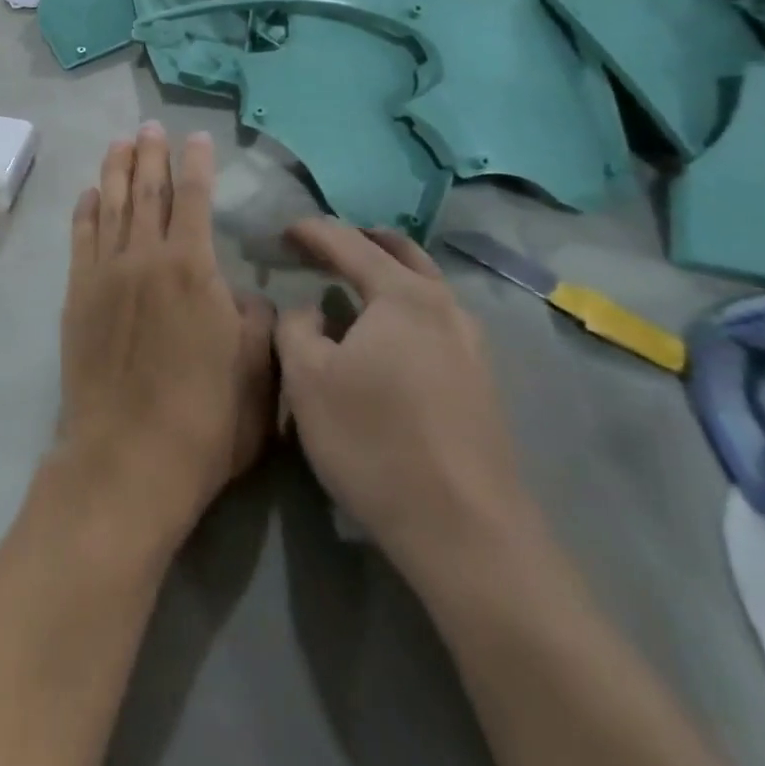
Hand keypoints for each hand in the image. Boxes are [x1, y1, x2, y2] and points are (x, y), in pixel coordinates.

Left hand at [56, 125, 276, 551]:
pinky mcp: (77, 296)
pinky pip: (81, 239)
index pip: (195, 199)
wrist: (127, 459)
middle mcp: (145, 258)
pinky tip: (89, 194)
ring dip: (115, 170)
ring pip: (111, 205)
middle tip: (150, 126)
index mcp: (192, 269)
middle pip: (147, 191)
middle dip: (151, 154)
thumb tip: (244, 296)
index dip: (197, 164)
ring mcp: (104, 274)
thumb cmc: (204, 420)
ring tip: (119, 142)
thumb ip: (255, 321)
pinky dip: (85, 211)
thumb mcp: (256, 373)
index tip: (197, 137)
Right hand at [276, 219, 532, 579]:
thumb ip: (295, 327)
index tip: (282, 231)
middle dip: (358, 239)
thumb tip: (311, 311)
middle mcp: (445, 307)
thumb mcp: (306, 378)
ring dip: (387, 273)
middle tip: (322, 247)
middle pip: (400, 252)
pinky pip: (436, 320)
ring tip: (353, 284)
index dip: (311, 232)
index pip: (349, 242)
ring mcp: (472, 345)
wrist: (467, 534)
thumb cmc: (375, 442)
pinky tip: (388, 337)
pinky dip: (405, 307)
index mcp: (403, 295)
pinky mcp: (482, 383)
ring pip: (425, 286)